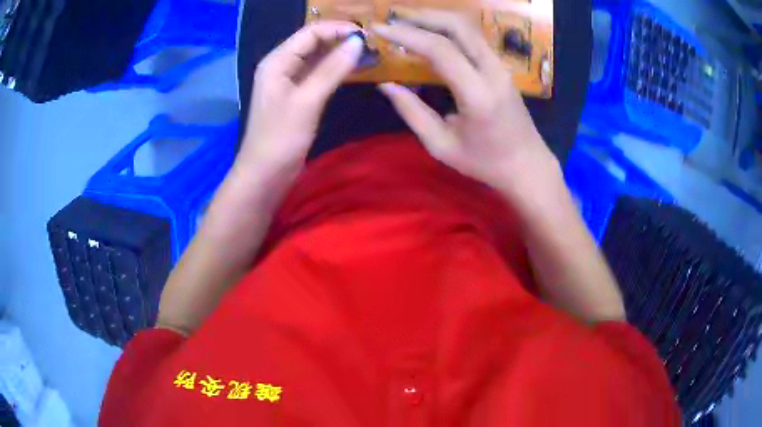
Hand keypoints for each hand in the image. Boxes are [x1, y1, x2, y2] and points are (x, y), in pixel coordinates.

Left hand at [238, 21, 364, 180]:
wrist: (264, 175)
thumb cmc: (280, 138)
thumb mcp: (307, 101)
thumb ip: (332, 69)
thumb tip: (357, 42)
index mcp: (277, 61)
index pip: (311, 32)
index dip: (338, 29)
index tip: (367, 36)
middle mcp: (281, 65)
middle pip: (314, 42)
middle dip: (340, 39)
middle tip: (372, 45)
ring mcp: (289, 81)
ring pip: (317, 58)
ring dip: (340, 54)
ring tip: (368, 55)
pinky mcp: (297, 96)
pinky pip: (317, 74)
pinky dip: (335, 70)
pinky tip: (353, 70)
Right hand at [373, 11, 558, 196]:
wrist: (528, 165)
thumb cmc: (485, 163)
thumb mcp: (441, 146)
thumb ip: (412, 112)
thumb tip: (385, 85)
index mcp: (478, 95)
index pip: (441, 49)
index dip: (407, 35)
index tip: (379, 29)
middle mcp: (493, 72)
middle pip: (459, 26)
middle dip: (422, 16)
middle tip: (393, 18)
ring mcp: (501, 66)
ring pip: (468, 27)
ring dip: (436, 18)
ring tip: (407, 21)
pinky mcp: (502, 66)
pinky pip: (474, 37)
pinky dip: (449, 28)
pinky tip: (431, 32)